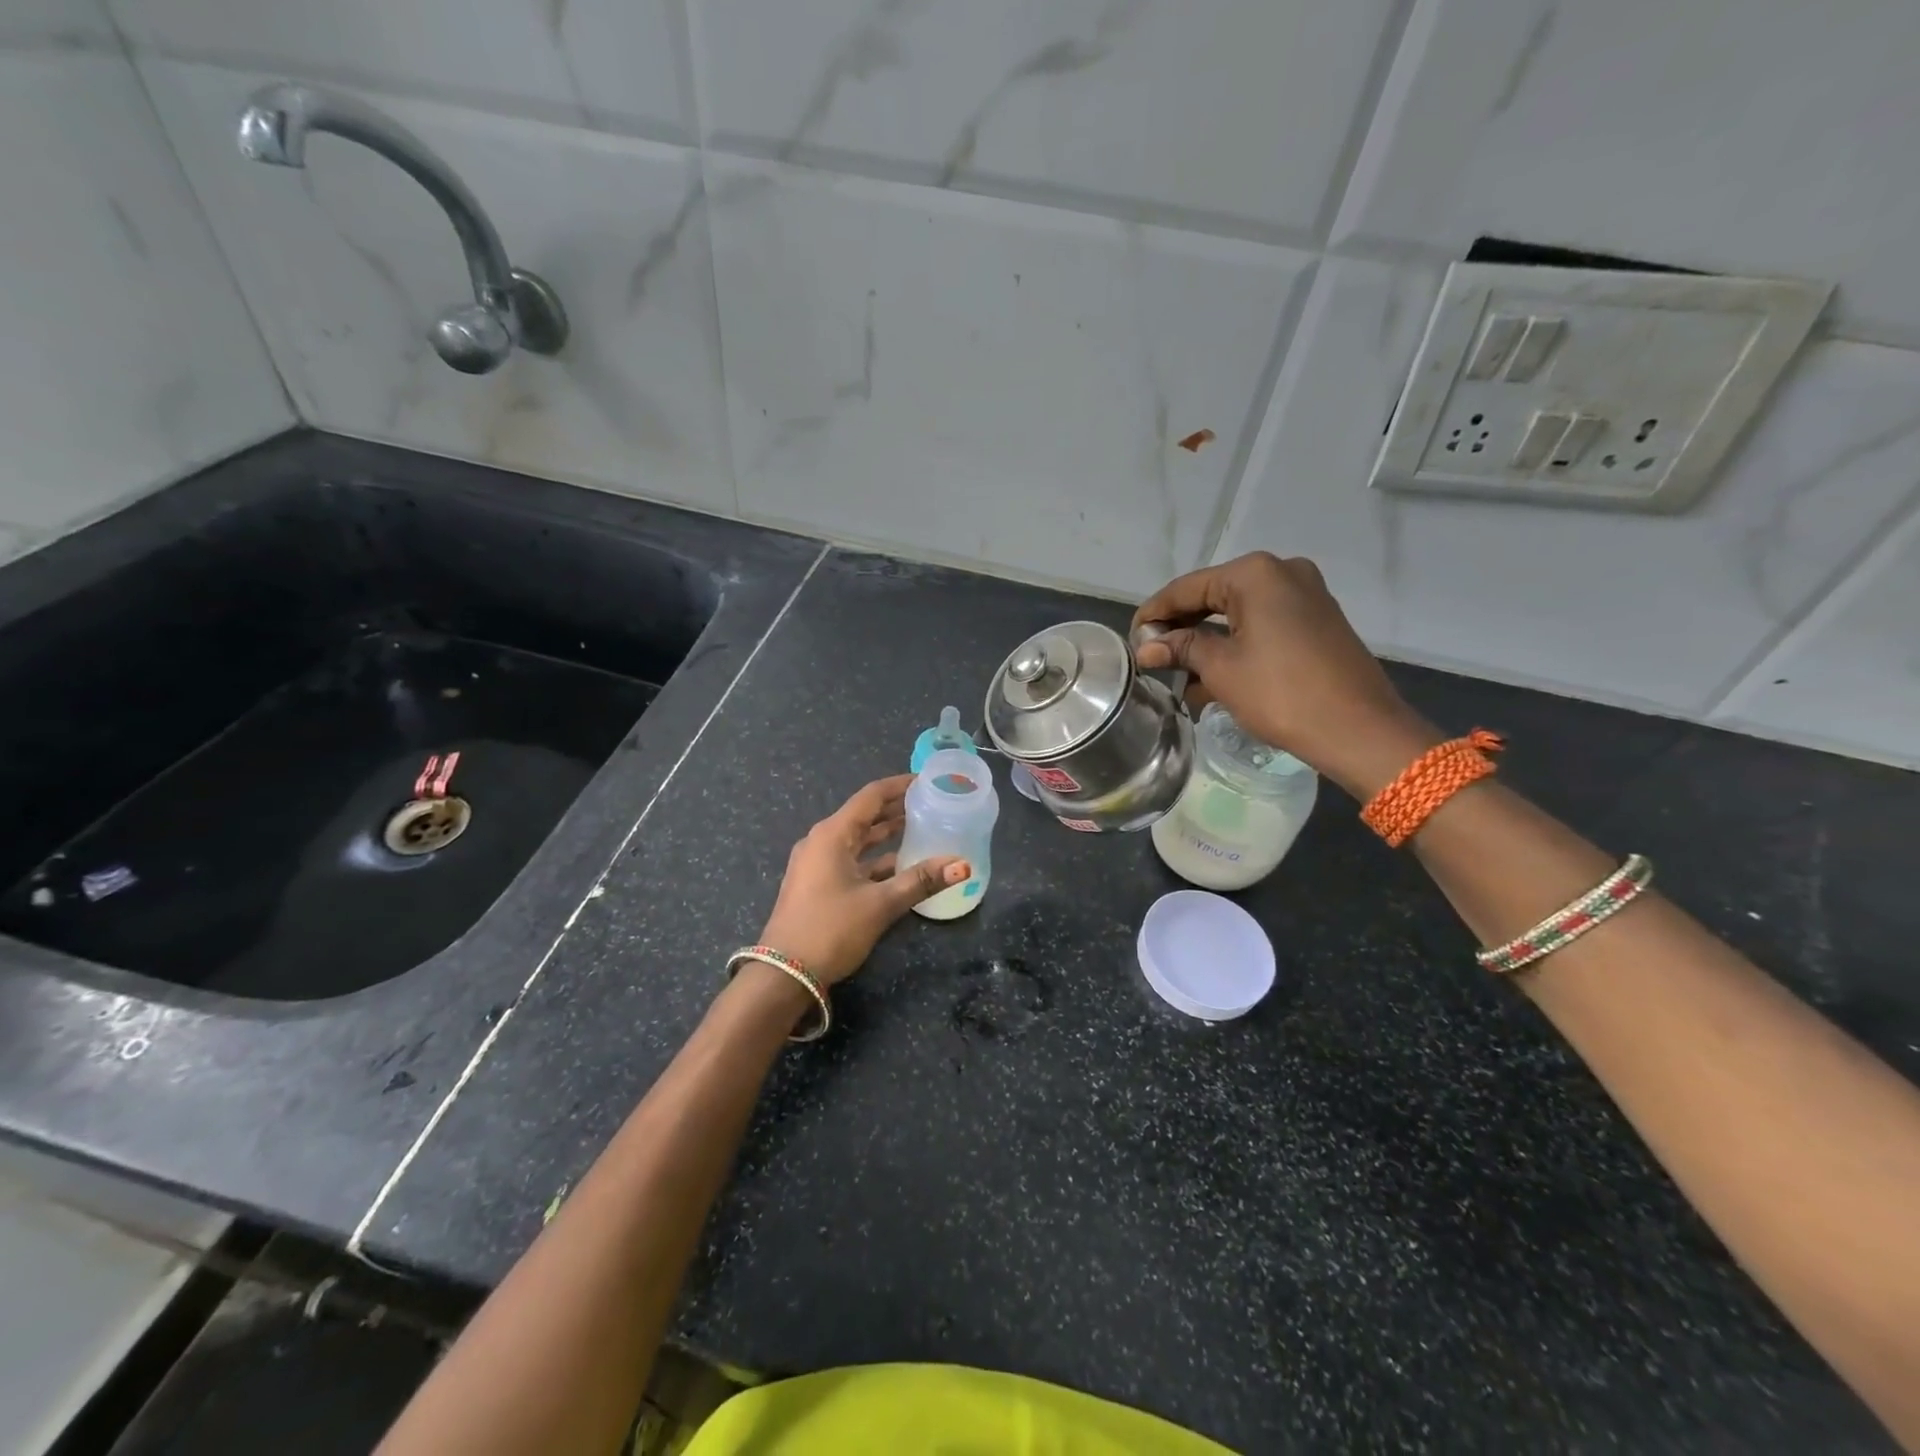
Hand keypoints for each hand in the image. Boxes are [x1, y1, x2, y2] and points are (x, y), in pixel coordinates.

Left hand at [756, 775, 968, 987]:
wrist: (783, 974)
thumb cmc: (831, 929)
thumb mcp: (880, 904)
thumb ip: (921, 881)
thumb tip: (962, 865)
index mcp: (832, 834)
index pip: (871, 796)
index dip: (899, 786)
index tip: (927, 781)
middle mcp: (822, 841)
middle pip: (864, 815)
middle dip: (896, 808)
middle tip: (931, 804)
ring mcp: (816, 864)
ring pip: (858, 840)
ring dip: (887, 834)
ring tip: (921, 829)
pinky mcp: (817, 884)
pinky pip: (851, 860)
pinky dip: (875, 859)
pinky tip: (901, 866)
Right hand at [1131, 552, 1438, 798]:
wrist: (1358, 729)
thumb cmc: (1281, 693)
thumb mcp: (1221, 669)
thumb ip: (1180, 648)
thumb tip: (1146, 646)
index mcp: (1255, 574)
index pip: (1187, 588)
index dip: (1155, 613)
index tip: (1131, 638)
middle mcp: (1282, 573)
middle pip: (1213, 597)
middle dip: (1181, 629)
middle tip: (1152, 656)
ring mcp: (1305, 595)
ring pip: (1238, 614)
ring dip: (1207, 642)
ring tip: (1178, 675)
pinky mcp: (1317, 621)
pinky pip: (1263, 626)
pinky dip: (1236, 646)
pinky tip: (1213, 677)